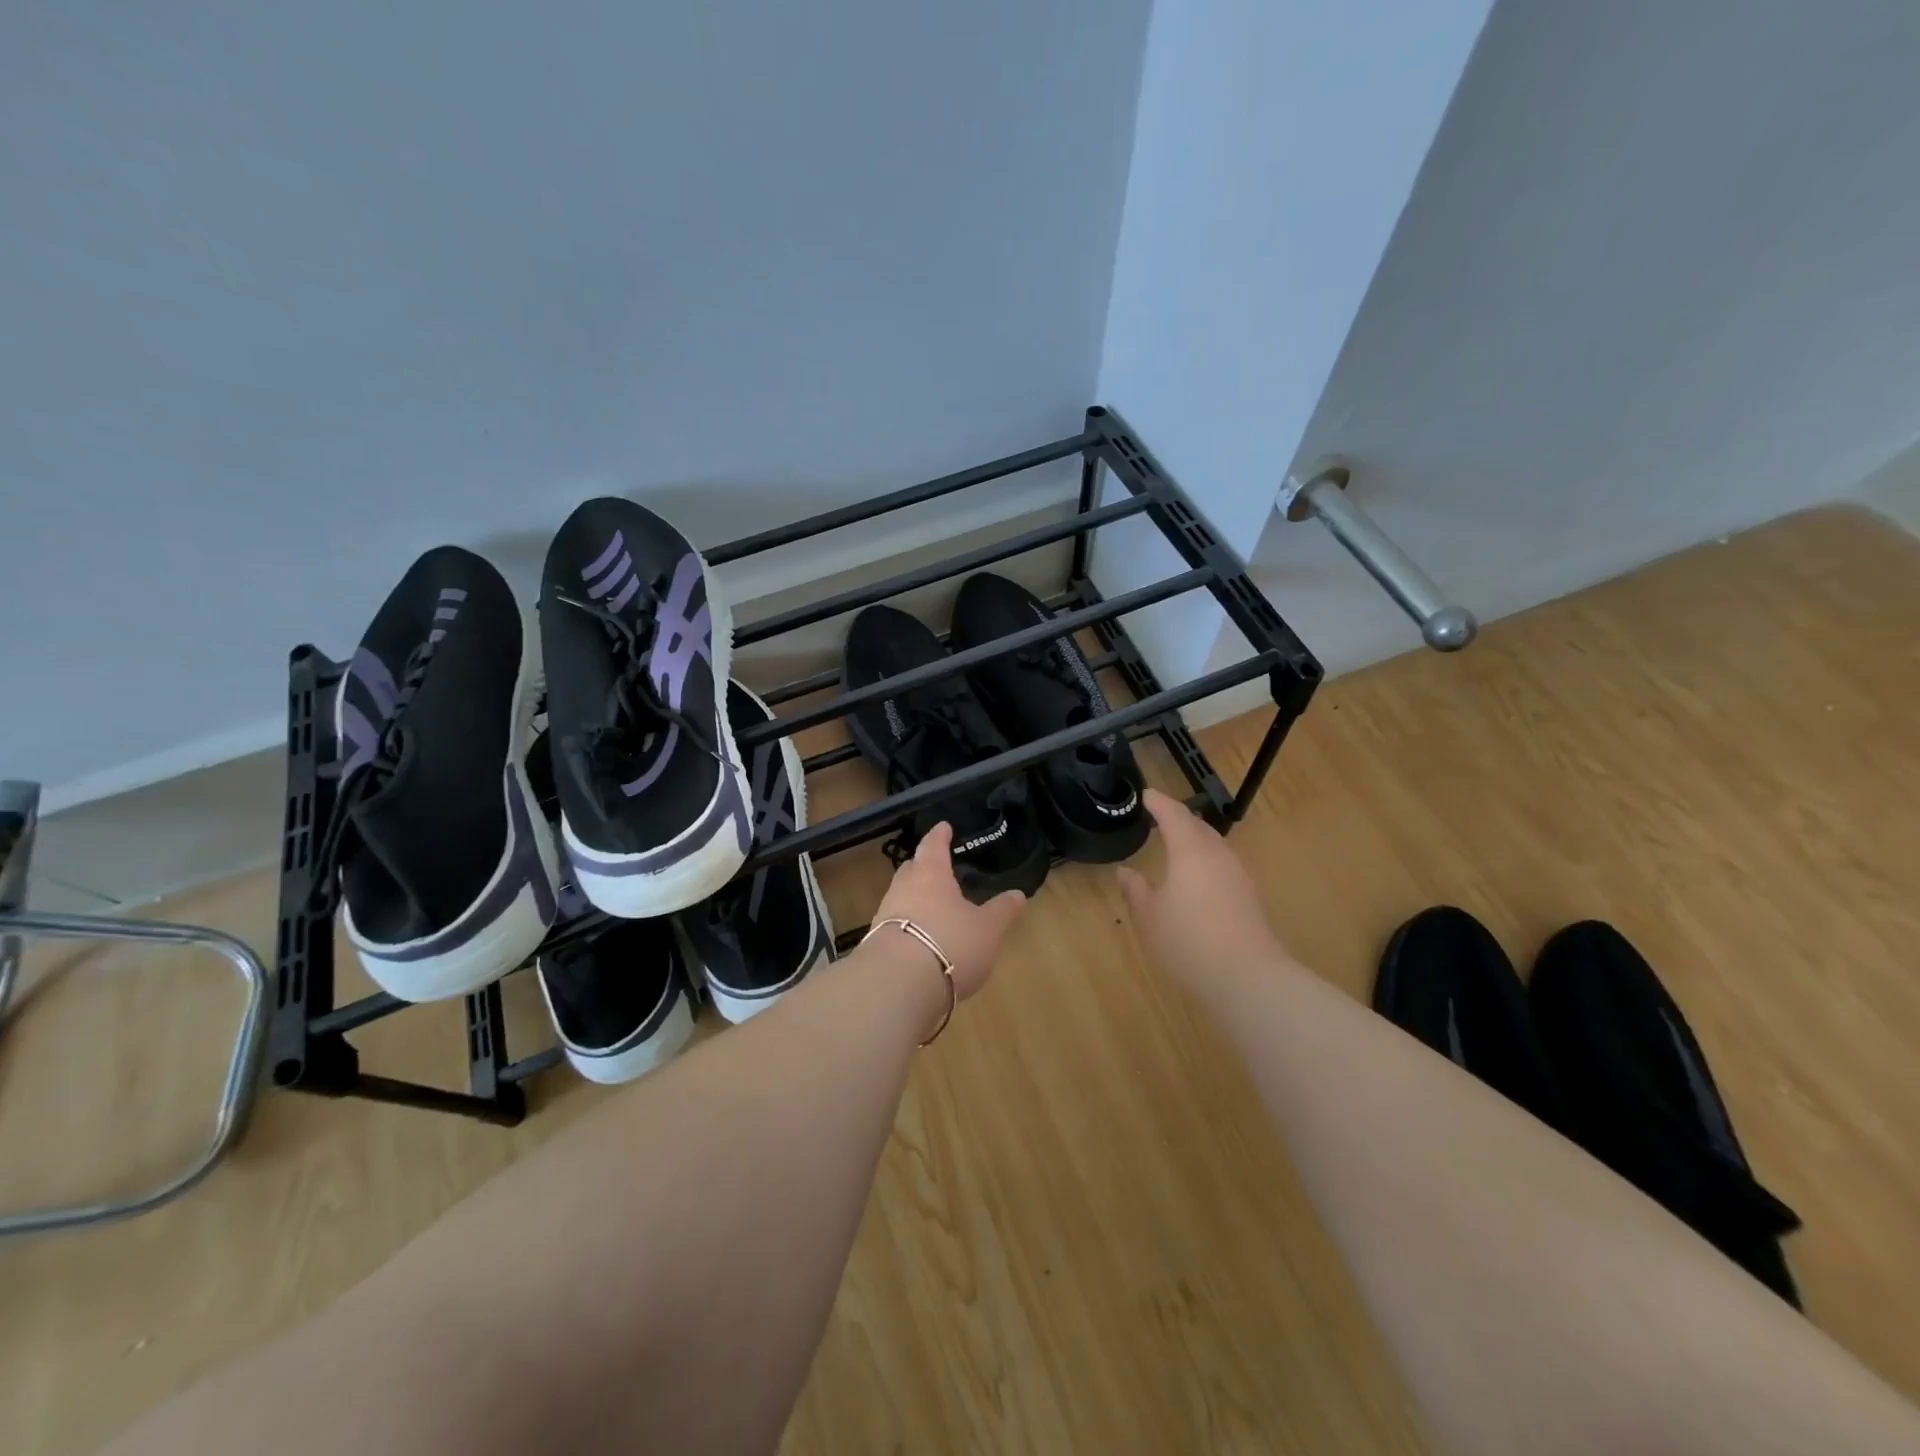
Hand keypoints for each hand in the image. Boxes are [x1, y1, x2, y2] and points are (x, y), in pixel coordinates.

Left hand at [869, 822, 1024, 1002]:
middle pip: (911, 869)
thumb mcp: (987, 929)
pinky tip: (919, 939)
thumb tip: (1018, 893)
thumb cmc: (950, 943)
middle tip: (935, 865)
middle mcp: (903, 888)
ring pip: (901, 897)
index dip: (940, 835)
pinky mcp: (876, 943)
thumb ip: (1002, 910)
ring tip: (932, 905)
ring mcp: (885, 916)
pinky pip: (894, 925)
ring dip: (914, 898)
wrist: (898, 984)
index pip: (933, 845)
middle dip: (923, 865)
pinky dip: (907, 926)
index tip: (943, 827)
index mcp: (930, 874)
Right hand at [1117, 788, 1284, 985]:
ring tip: (1176, 845)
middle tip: (1159, 817)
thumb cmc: (1188, 941)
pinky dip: (1206, 860)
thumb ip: (1136, 890)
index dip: (1158, 802)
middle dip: (1178, 818)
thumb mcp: (1149, 916)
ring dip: (1194, 839)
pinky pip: (1223, 864)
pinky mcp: (1249, 896)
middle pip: (1198, 825)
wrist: (1248, 977)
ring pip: (1214, 845)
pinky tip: (1197, 879)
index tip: (1145, 794)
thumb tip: (1126, 871)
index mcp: (1190, 850)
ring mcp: (1238, 874)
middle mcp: (1217, 854)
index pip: (1173, 814)